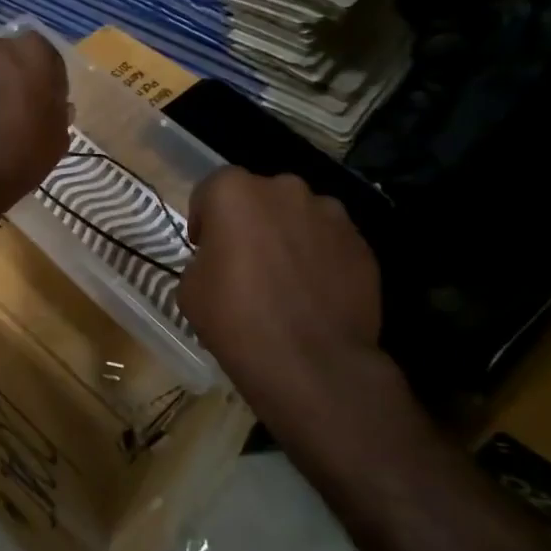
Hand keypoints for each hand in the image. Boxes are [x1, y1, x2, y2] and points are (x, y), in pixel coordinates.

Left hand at [0, 32, 69, 227]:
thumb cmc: (17, 159)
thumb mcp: (55, 143)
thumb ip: (58, 114)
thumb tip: (56, 104)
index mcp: (34, 54)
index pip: (47, 57)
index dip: (47, 81)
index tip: (45, 105)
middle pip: (9, 56)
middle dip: (12, 77)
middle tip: (12, 109)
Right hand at [180, 169, 384, 408]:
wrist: (310, 361)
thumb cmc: (236, 319)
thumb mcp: (190, 289)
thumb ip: (204, 258)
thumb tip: (220, 260)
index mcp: (234, 193)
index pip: (211, 190)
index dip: (204, 219)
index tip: (204, 249)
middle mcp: (284, 189)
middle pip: (259, 196)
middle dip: (249, 221)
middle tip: (244, 261)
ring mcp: (329, 214)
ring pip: (298, 215)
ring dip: (287, 235)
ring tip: (285, 278)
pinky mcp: (360, 243)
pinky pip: (329, 241)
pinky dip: (319, 257)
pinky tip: (314, 293)